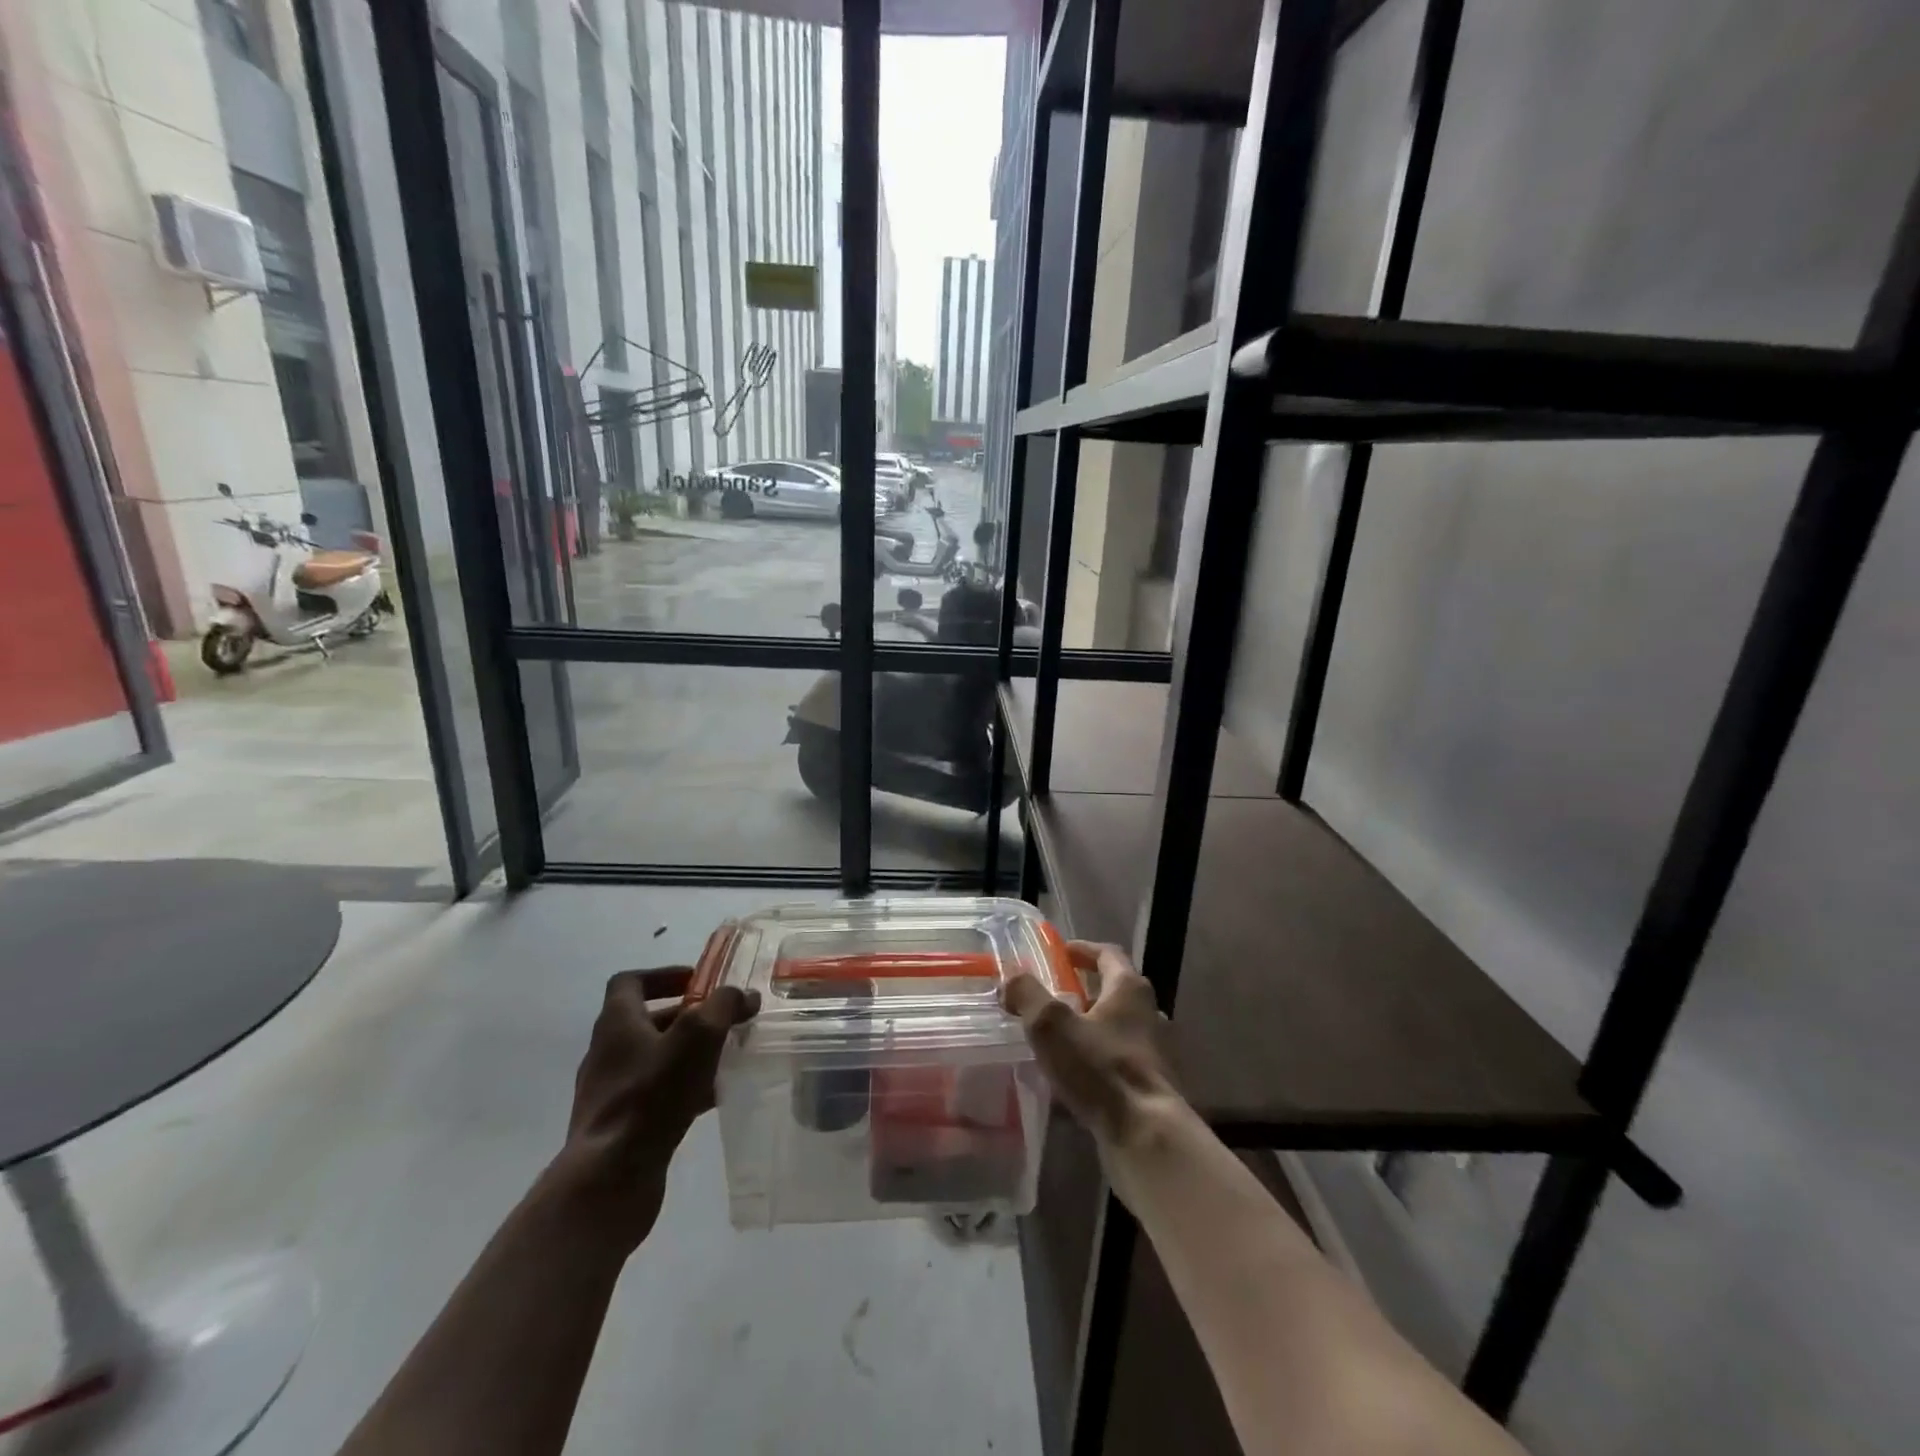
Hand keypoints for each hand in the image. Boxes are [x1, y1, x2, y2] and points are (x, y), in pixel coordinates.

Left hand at [553, 968, 757, 1251]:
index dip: (663, 975)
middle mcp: (606, 1052)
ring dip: (688, 1053)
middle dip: (687, 1017)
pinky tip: (712, 1098)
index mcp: (617, 1023)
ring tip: (724, 1058)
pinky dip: (683, 1088)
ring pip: (653, 1059)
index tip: (697, 981)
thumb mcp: (698, 1036)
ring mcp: (609, 1092)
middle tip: (722, 1021)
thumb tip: (743, 995)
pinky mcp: (618, 1126)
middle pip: (647, 1021)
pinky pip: (654, 1094)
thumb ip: (723, 1006)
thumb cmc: (652, 1094)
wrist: (609, 1178)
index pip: (630, 982)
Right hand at [1002, 941, 1178, 1149]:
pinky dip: (1094, 1059)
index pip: (1107, 954)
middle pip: (1113, 991)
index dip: (1082, 950)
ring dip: (1087, 1027)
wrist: (1145, 1135)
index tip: (1059, 953)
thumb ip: (1027, 995)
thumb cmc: (1100, 1068)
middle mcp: (1147, 1013)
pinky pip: (1116, 1060)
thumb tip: (1010, 979)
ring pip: (1115, 1027)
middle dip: (1082, 990)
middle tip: (1050, 997)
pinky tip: (1071, 1077)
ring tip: (1055, 1038)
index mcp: (1129, 989)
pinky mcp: (1150, 1084)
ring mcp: (1152, 1051)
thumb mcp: (1051, 1025)